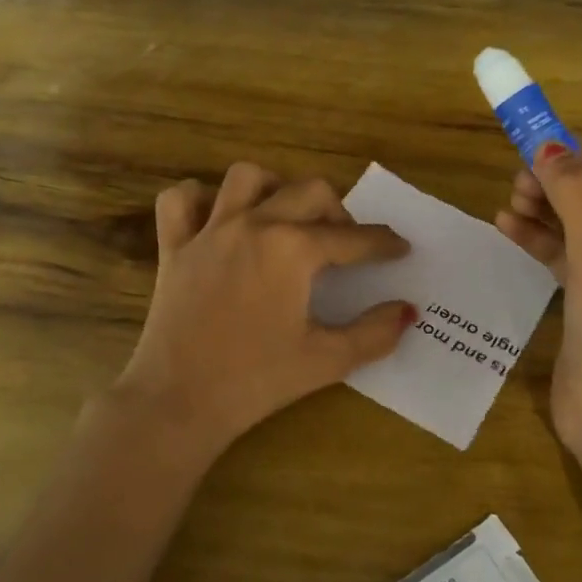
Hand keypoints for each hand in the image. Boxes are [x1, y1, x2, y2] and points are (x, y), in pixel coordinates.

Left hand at [113, 162, 414, 464]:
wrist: (178, 403)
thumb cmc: (256, 382)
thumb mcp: (326, 360)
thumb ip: (374, 333)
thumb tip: (407, 310)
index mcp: (293, 250)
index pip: (353, 238)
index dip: (383, 244)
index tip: (400, 248)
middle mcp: (253, 225)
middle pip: (309, 191)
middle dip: (337, 210)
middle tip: (343, 242)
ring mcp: (209, 232)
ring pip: (246, 177)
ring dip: (273, 189)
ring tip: (283, 218)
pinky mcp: (173, 247)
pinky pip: (179, 201)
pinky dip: (199, 199)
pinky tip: (216, 220)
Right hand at [494, 141, 581, 491]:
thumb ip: (576, 193)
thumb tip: (549, 144)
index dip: (581, 154)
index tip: (535, 139)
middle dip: (557, 183)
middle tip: (517, 178)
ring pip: (578, 223)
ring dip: (544, 208)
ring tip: (508, 202)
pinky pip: (565, 253)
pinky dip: (538, 237)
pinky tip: (507, 225)